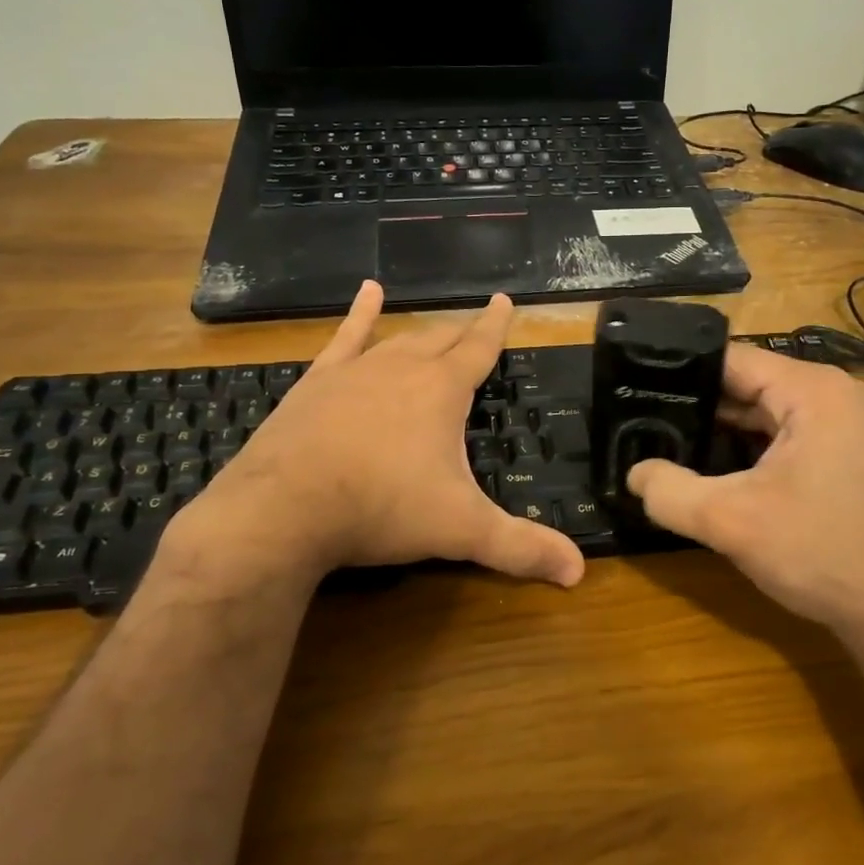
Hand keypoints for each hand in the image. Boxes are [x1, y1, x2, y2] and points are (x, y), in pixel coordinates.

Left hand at [167, 282, 584, 592]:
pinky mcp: (317, 382)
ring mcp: (355, 370)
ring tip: (435, 325)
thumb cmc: (381, 509)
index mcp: (442, 390)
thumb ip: (521, 548)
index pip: (479, 348)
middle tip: (476, 325)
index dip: (496, 326)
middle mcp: (402, 367)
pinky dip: (359, 314)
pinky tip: (367, 292)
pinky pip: (345, 338)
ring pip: (399, 338)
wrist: (285, 507)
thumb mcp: (460, 530)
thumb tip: (578, 572)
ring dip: (421, 331)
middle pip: (441, 340)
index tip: (504, 300)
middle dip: (463, 332)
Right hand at [626, 344, 863, 642]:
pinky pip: (786, 438)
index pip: (731, 360)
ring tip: (666, 443)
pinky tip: (713, 470)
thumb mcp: (730, 521)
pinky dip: (750, 450)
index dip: (680, 372)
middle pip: (749, 385)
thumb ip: (669, 492)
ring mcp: (847, 426)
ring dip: (723, 432)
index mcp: (813, 390)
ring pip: (766, 414)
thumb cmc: (821, 552)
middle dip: (698, 406)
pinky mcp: (848, 457)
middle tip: (643, 421)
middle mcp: (834, 395)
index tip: (636, 388)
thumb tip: (633, 474)